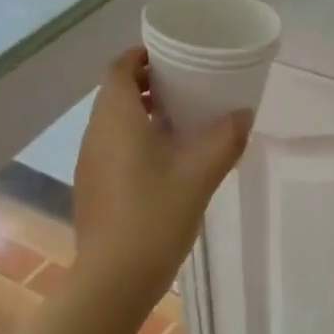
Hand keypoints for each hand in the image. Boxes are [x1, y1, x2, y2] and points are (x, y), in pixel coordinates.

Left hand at [72, 48, 251, 302]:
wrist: (114, 278)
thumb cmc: (155, 215)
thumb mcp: (200, 174)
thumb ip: (225, 139)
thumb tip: (244, 114)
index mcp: (116, 118)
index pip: (119, 68)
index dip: (141, 56)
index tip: (171, 57)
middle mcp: (95, 133)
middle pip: (115, 93)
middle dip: (146, 83)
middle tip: (185, 87)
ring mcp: (89, 162)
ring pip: (113, 122)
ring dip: (141, 113)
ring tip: (180, 121)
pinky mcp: (92, 187)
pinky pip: (112, 147)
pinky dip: (134, 139)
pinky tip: (164, 162)